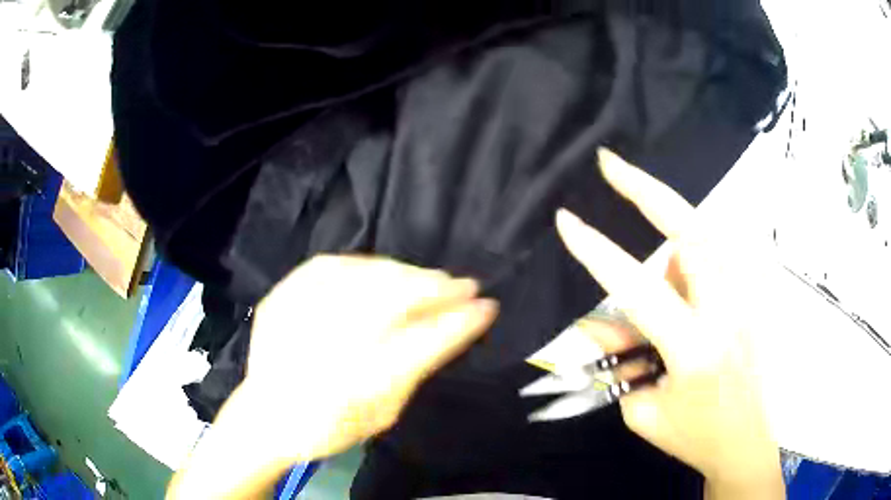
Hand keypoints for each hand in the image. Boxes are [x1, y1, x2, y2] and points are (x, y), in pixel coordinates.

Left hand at [249, 255, 497, 458]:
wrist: (265, 416)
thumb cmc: (329, 426)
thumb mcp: (382, 413)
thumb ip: (415, 370)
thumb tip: (450, 329)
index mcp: (357, 385)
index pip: (424, 344)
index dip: (461, 321)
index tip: (486, 306)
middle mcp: (328, 345)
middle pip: (394, 301)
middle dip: (437, 288)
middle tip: (464, 285)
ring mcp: (299, 314)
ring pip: (365, 278)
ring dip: (407, 273)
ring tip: (432, 277)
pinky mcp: (281, 296)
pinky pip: (330, 266)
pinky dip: (365, 265)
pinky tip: (384, 271)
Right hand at [557, 150, 782, 497]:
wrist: (746, 443)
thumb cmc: (695, 436)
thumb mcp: (643, 410)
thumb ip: (621, 361)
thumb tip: (605, 320)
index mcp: (695, 347)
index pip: (638, 287)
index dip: (597, 251)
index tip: (566, 220)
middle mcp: (726, 310)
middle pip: (692, 230)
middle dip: (648, 190)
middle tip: (611, 163)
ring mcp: (745, 299)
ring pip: (706, 235)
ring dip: (670, 228)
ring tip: (650, 244)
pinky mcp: (751, 298)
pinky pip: (717, 256)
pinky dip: (693, 253)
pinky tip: (681, 281)